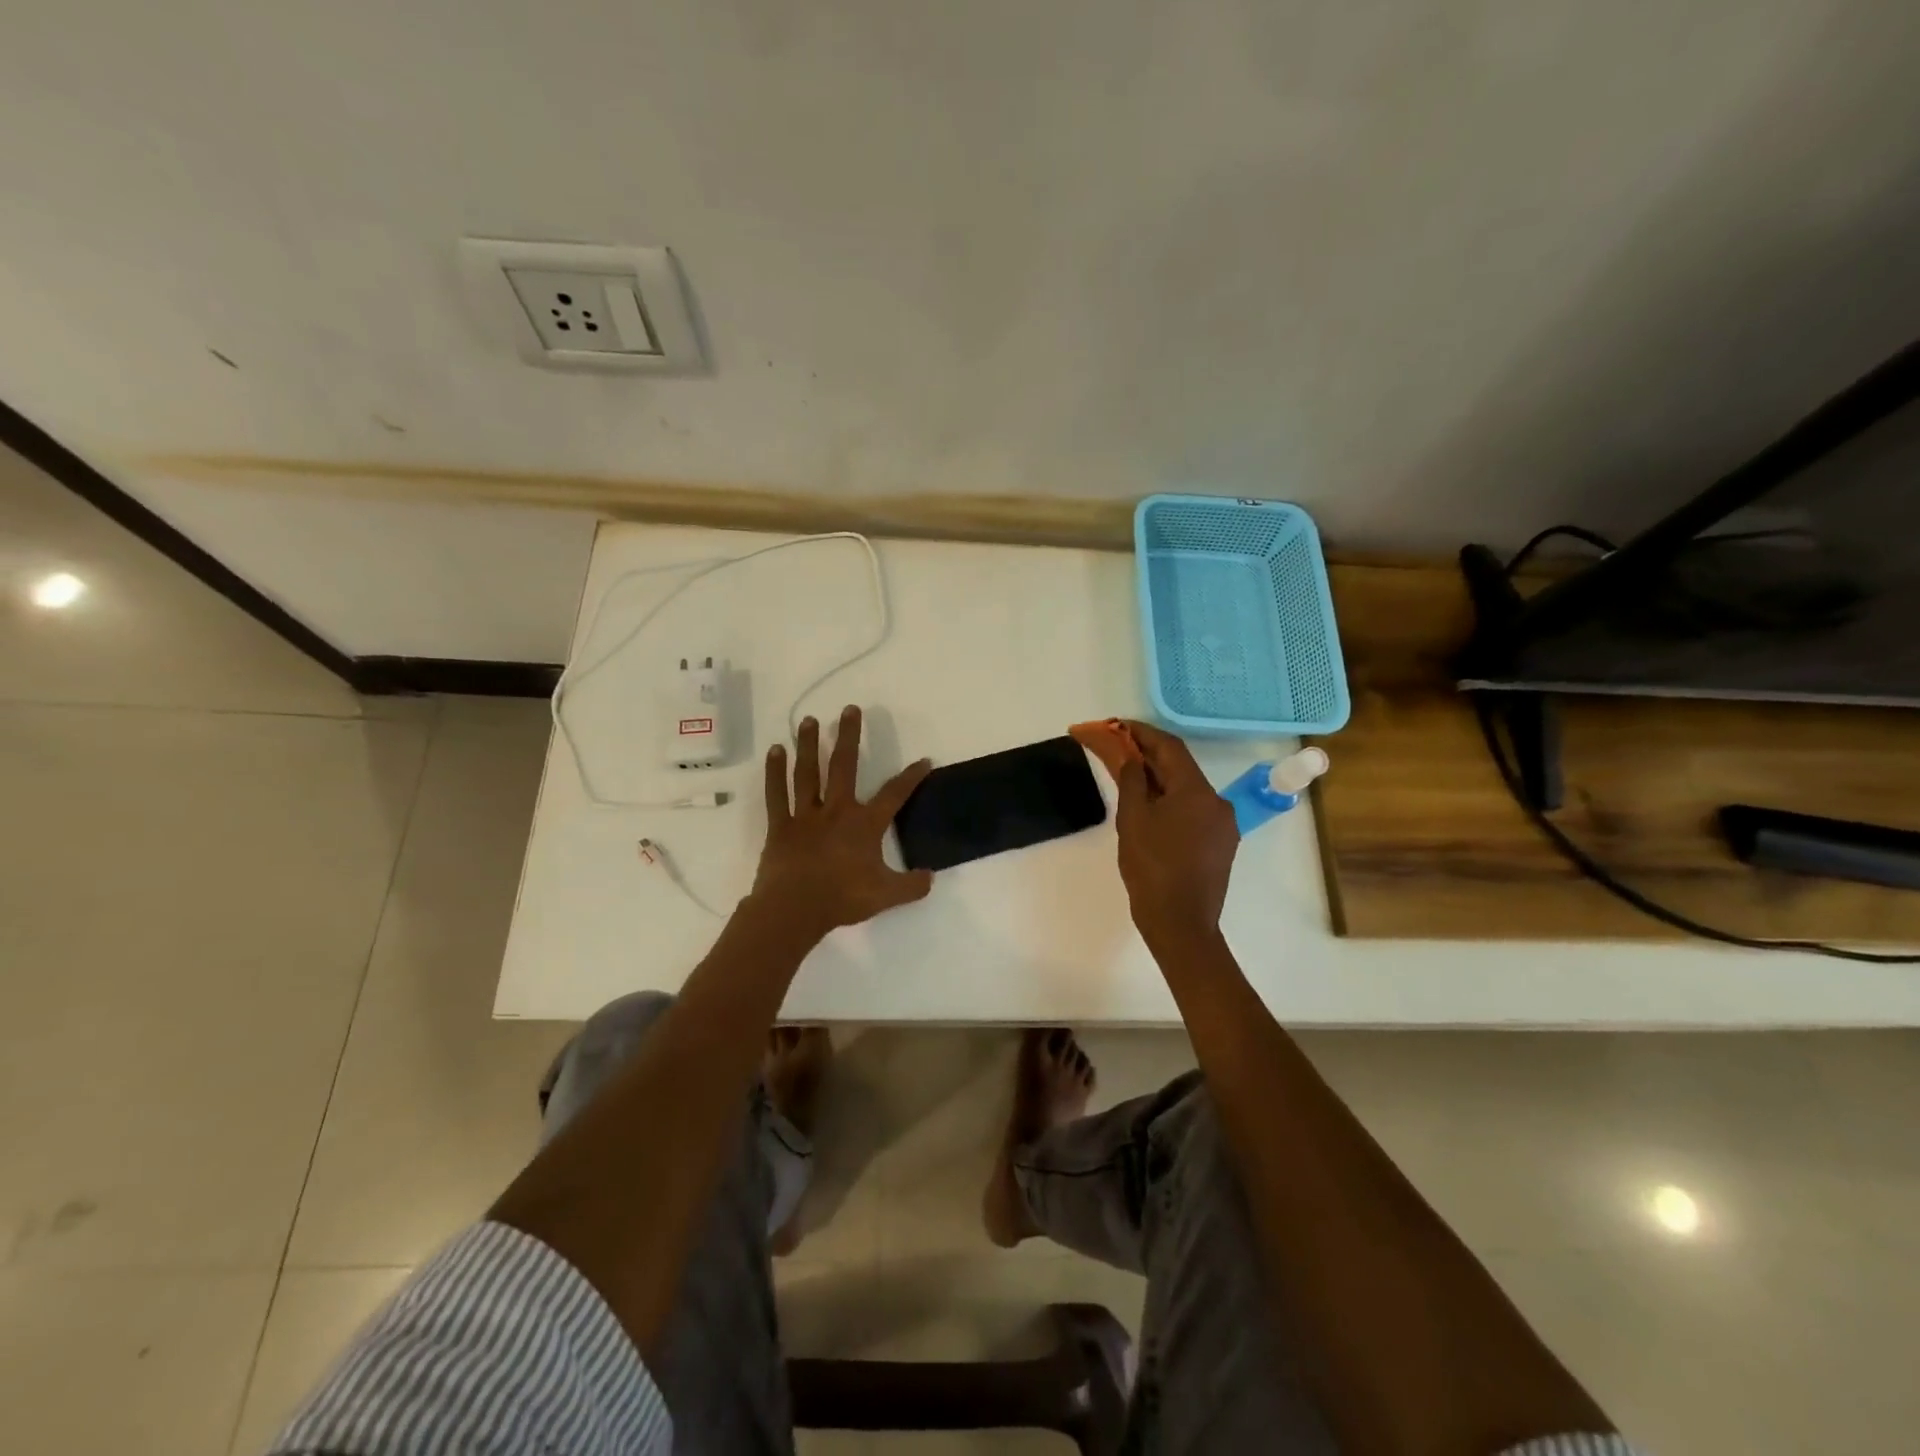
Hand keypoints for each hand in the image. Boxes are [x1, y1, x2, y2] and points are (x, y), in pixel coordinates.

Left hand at [749, 705, 933, 938]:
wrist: (795, 909)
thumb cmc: (842, 899)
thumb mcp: (886, 895)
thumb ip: (911, 886)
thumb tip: (930, 877)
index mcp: (864, 824)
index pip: (894, 794)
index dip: (911, 777)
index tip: (923, 760)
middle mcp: (836, 810)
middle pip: (844, 765)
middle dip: (848, 736)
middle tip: (849, 709)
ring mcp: (805, 815)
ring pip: (808, 772)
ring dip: (808, 744)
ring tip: (809, 720)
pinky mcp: (781, 825)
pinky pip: (776, 794)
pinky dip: (775, 772)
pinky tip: (775, 751)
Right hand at [1114, 720, 1238, 946]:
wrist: (1181, 924)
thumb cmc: (1152, 869)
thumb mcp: (1133, 819)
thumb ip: (1132, 780)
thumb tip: (1130, 756)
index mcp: (1197, 791)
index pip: (1168, 747)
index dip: (1139, 732)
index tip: (1114, 725)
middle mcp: (1216, 802)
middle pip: (1178, 766)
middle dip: (1144, 754)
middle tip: (1112, 746)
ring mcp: (1221, 825)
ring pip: (1184, 789)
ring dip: (1155, 777)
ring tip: (1123, 774)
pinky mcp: (1218, 844)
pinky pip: (1190, 810)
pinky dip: (1167, 800)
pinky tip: (1146, 806)